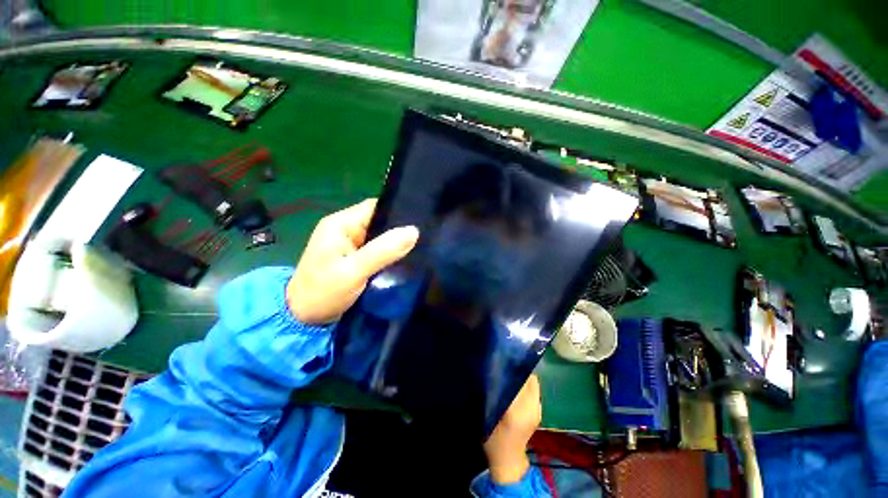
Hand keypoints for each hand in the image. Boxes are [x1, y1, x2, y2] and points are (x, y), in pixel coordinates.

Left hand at [287, 199, 418, 324]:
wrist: (303, 319)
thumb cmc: (323, 292)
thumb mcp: (353, 271)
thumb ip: (383, 251)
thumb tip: (414, 231)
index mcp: (341, 223)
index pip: (375, 207)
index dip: (397, 211)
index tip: (420, 223)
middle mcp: (345, 228)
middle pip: (379, 220)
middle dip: (399, 229)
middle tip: (423, 239)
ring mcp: (350, 243)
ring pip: (380, 235)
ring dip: (395, 242)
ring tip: (419, 248)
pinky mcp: (354, 256)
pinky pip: (377, 248)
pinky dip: (389, 252)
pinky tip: (404, 258)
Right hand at [483, 374, 541, 483]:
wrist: (509, 460)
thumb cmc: (494, 438)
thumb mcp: (489, 415)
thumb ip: (494, 393)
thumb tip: (495, 370)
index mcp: (518, 410)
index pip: (519, 379)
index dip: (511, 367)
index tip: (501, 358)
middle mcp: (532, 407)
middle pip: (529, 378)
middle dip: (518, 369)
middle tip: (505, 364)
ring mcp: (538, 409)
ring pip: (533, 383)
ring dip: (522, 376)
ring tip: (509, 373)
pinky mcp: (539, 411)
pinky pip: (534, 390)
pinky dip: (526, 384)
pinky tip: (515, 385)